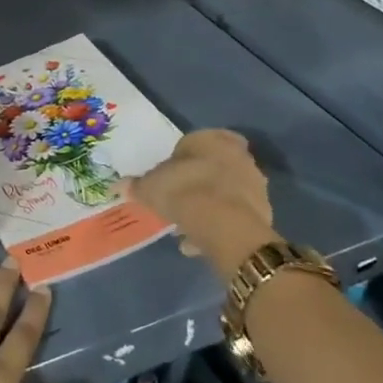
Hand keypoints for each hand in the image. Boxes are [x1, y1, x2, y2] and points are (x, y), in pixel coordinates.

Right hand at [132, 129, 279, 280]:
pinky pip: (235, 215)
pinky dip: (220, 225)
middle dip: (199, 181)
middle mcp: (238, 155)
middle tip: (180, 199)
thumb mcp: (151, 188)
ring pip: (226, 191)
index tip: (170, 175)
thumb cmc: (184, 192)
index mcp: (212, 139)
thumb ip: (138, 185)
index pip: (196, 140)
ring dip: (210, 205)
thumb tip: (119, 185)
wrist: (226, 227)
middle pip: (214, 165)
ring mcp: (255, 183)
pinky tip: (201, 242)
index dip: (182, 158)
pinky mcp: (264, 212)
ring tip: (188, 226)